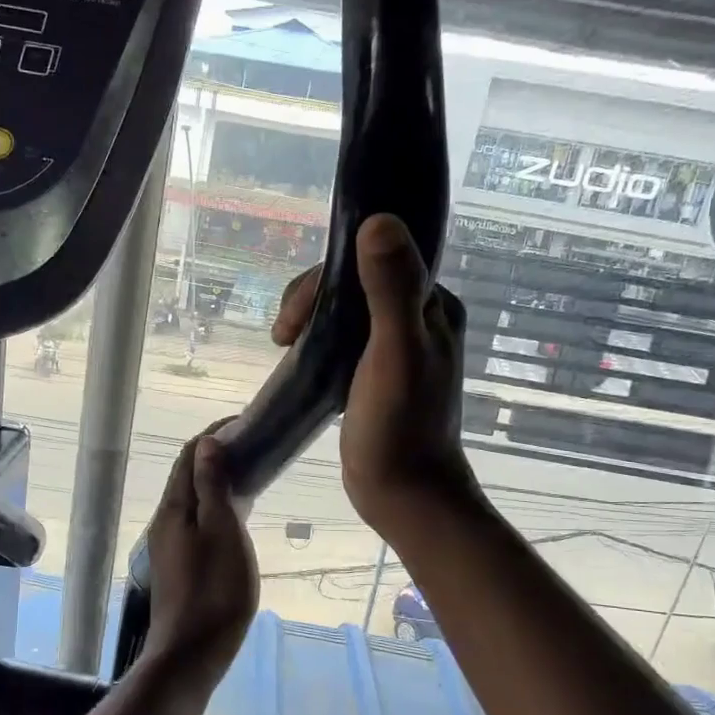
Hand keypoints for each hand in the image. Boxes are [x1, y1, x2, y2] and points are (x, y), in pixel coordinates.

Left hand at [141, 426, 258, 679]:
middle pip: (188, 476)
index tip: (245, 424)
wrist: (191, 653)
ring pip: (193, 500)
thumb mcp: (221, 531)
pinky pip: (197, 521)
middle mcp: (166, 521)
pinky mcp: (179, 565)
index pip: (189, 455)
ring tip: (251, 477)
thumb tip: (205, 443)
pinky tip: (236, 518)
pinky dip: (216, 507)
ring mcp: (170, 545)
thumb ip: (212, 486)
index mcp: (174, 508)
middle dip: (216, 456)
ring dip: (217, 482)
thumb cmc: (214, 590)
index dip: (214, 434)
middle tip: (253, 449)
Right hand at [272, 214, 477, 537]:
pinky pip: (341, 337)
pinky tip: (299, 357)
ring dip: (310, 319)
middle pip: (353, 282)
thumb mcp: (395, 354)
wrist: (403, 495)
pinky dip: (316, 339)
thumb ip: (391, 288)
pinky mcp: (376, 372)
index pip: (373, 259)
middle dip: (311, 300)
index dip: (326, 277)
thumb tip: (377, 219)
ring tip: (284, 347)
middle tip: (282, 338)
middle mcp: (418, 318)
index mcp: (432, 306)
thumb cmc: (399, 427)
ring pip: (344, 309)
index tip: (295, 316)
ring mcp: (396, 347)